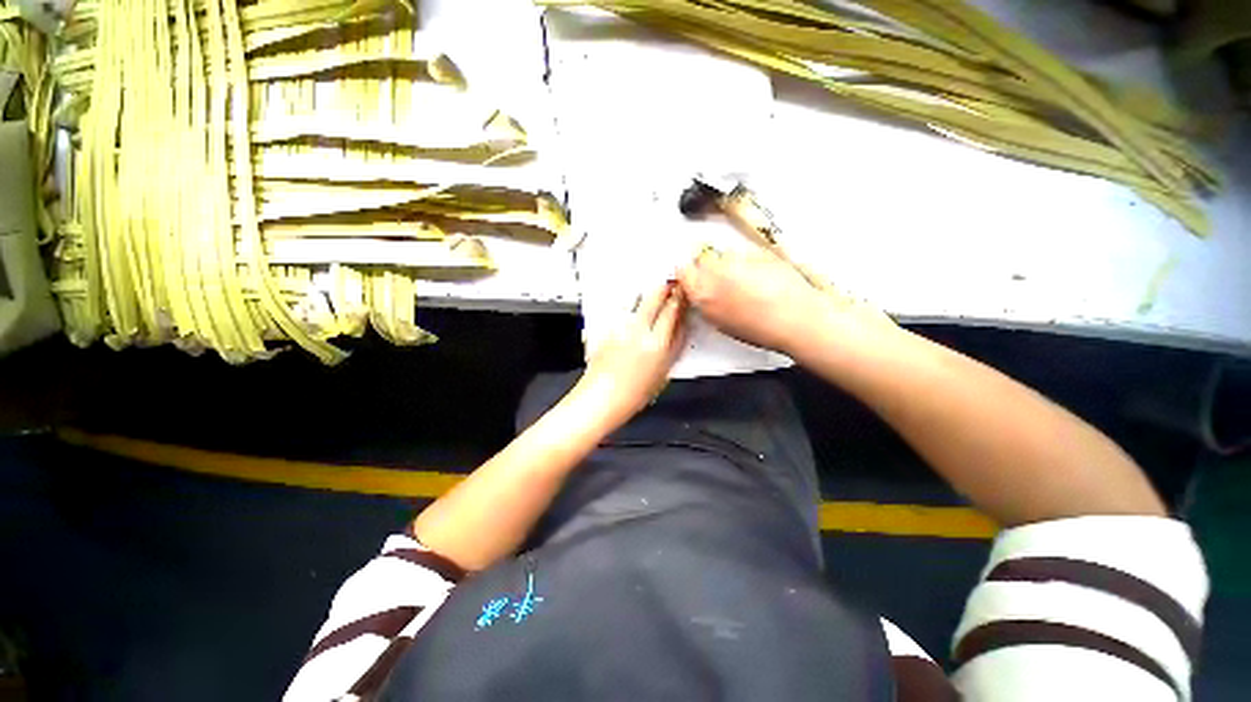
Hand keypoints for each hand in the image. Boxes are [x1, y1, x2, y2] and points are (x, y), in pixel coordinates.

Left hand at [576, 281, 687, 427]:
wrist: (601, 398)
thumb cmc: (634, 394)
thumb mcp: (663, 373)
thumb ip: (673, 347)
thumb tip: (681, 328)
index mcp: (657, 344)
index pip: (673, 311)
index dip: (680, 298)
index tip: (684, 292)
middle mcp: (639, 330)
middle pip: (655, 296)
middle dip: (664, 287)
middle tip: (670, 284)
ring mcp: (621, 327)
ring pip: (638, 300)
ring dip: (648, 295)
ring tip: (653, 296)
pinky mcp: (607, 328)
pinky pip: (624, 310)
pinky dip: (632, 308)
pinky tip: (634, 313)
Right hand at [677, 248, 894, 355]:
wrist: (796, 318)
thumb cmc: (761, 329)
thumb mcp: (722, 324)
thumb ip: (707, 305)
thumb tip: (704, 296)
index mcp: (704, 292)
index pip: (683, 271)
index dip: (688, 275)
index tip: (692, 279)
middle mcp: (717, 270)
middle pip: (703, 260)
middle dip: (708, 269)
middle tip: (721, 284)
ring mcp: (739, 259)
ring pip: (725, 256)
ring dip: (730, 266)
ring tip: (747, 284)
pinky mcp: (759, 252)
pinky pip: (746, 254)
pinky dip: (749, 263)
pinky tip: (762, 280)